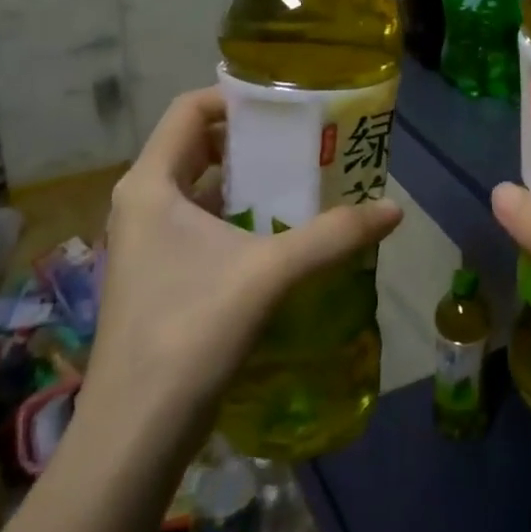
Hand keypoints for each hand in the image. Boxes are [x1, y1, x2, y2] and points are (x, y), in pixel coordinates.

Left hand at [81, 88, 402, 443]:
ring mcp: (146, 242)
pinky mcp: (159, 275)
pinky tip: (281, 234)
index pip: (189, 110)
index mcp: (151, 184)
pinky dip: (239, 217)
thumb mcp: (270, 273)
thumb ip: (334, 236)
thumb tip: (394, 209)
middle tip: (306, 141)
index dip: (236, 97)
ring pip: (201, 188)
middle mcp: (142, 203)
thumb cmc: (191, 331)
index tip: (287, 105)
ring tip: (304, 181)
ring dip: (249, 181)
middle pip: (198, 146)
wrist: (135, 433)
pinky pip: (201, 224)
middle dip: (252, 140)